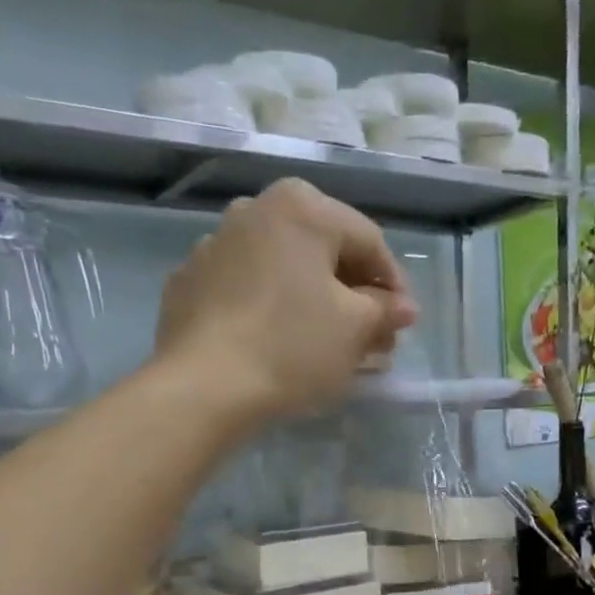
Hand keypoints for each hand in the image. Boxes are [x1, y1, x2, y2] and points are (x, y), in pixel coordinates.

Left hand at [154, 179, 418, 420]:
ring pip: (284, 270)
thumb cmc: (292, 347)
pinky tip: (280, 344)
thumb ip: (384, 310)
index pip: (369, 242)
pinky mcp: (190, 282)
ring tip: (329, 344)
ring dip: (314, 301)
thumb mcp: (355, 329)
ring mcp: (215, 244)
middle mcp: (255, 209)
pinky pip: (248, 290)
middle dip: (354, 295)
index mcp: (302, 208)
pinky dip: (272, 309)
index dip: (395, 285)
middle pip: (324, 252)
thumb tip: (402, 307)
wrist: (204, 386)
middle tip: (374, 338)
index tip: (404, 324)